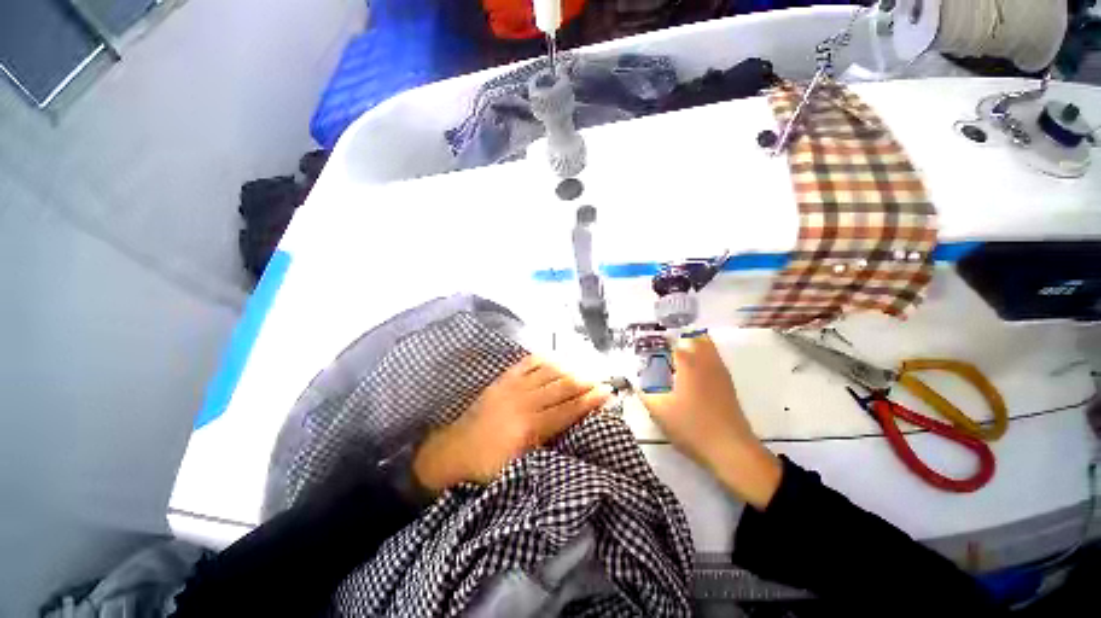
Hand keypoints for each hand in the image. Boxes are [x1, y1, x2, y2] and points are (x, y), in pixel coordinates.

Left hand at [413, 355, 611, 492]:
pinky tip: (557, 358)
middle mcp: (525, 402)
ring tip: (584, 370)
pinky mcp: (504, 379)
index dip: (591, 400)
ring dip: (570, 369)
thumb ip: (549, 446)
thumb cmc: (490, 465)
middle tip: (601, 379)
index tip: (608, 391)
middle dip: (586, 382)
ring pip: (550, 371)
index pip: (569, 410)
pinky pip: (529, 363)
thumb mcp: (522, 466)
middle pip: (563, 387)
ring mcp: (513, 387)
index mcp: (531, 428)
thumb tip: (575, 428)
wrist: (455, 450)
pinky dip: (546, 359)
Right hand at [640, 335, 781, 509]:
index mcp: (687, 363)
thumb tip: (634, 381)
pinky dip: (703, 355)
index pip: (671, 342)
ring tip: (676, 351)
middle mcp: (705, 361)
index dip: (657, 341)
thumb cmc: (691, 426)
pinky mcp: (727, 384)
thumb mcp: (658, 411)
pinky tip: (693, 369)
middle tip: (662, 344)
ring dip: (692, 343)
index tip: (645, 342)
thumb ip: (644, 393)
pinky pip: (714, 359)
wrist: (730, 449)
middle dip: (678, 337)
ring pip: (707, 346)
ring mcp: (719, 372)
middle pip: (693, 337)